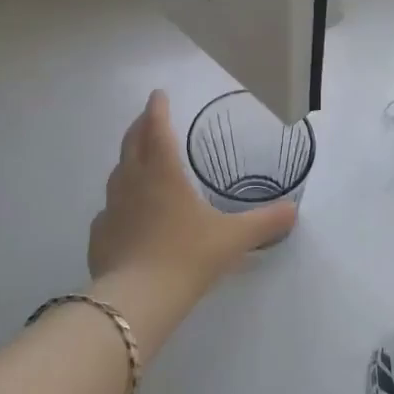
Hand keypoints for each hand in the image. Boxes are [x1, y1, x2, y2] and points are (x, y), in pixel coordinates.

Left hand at [88, 91, 296, 298]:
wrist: (138, 298)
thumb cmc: (188, 256)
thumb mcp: (233, 238)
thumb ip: (264, 223)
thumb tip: (293, 211)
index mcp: (163, 173)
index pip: (157, 128)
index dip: (158, 108)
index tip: (158, 94)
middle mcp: (133, 182)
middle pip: (132, 144)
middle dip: (140, 126)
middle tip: (148, 118)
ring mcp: (111, 208)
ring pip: (117, 174)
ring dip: (128, 161)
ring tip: (138, 162)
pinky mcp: (100, 234)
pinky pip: (109, 210)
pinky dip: (119, 204)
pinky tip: (126, 216)